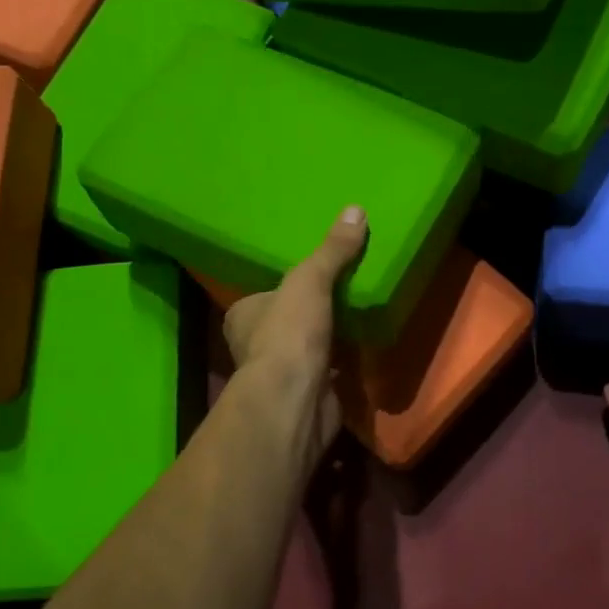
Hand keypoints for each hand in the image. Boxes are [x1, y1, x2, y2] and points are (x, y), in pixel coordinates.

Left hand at [223, 207, 367, 458]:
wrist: (295, 399)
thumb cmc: (289, 333)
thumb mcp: (309, 280)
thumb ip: (332, 250)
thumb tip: (356, 209)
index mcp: (243, 316)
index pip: (265, 294)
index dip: (288, 285)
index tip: (315, 276)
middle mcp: (255, 345)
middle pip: (288, 321)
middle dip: (311, 313)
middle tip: (345, 293)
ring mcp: (281, 374)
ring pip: (308, 348)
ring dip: (329, 339)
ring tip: (359, 317)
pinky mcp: (307, 395)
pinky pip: (329, 372)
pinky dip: (344, 364)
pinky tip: (364, 351)